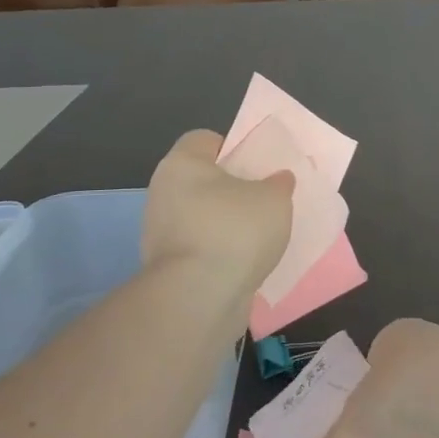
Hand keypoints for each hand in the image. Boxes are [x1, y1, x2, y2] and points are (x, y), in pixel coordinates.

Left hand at [142, 130, 294, 296]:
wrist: (199, 297)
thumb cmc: (234, 231)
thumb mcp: (274, 198)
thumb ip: (278, 184)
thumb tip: (277, 180)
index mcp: (181, 163)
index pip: (205, 140)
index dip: (233, 147)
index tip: (258, 166)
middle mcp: (163, 192)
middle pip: (202, 180)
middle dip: (231, 189)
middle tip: (264, 199)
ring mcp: (159, 232)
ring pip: (200, 216)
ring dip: (225, 224)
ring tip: (259, 236)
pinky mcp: (166, 267)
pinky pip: (199, 248)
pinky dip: (218, 252)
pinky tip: (244, 262)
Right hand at [310, 319, 438, 437]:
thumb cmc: (399, 399)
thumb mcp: (354, 421)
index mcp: (398, 332)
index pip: (376, 352)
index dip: (364, 381)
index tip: (355, 411)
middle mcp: (429, 343)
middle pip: (400, 374)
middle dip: (388, 401)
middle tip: (370, 431)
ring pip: (424, 396)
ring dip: (413, 419)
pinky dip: (433, 434)